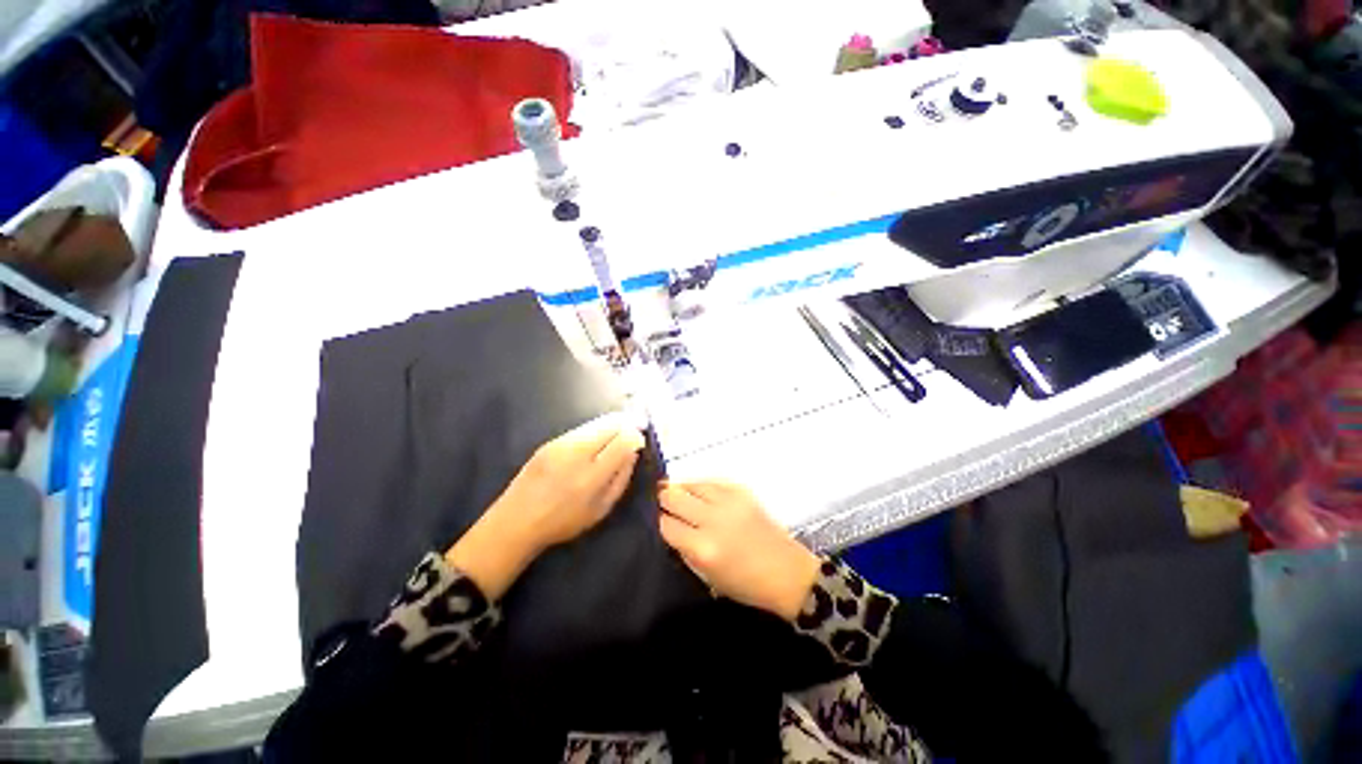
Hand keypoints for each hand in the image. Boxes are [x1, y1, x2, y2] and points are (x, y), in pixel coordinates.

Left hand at [447, 412, 644, 597]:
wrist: (516, 521)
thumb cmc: (563, 522)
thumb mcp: (600, 510)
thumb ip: (621, 479)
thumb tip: (632, 453)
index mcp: (591, 476)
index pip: (623, 442)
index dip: (636, 436)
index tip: (640, 440)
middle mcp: (577, 454)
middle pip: (610, 425)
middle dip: (628, 422)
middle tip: (638, 424)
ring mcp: (561, 444)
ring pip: (596, 422)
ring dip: (613, 422)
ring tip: (622, 427)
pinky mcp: (550, 441)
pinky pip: (582, 428)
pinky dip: (597, 428)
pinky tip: (599, 436)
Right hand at [658, 481, 819, 620]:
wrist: (786, 571)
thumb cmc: (746, 584)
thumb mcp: (707, 575)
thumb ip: (684, 549)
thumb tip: (668, 526)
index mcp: (702, 548)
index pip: (665, 524)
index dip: (657, 521)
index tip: (655, 520)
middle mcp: (712, 519)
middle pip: (673, 497)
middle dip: (663, 500)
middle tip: (661, 503)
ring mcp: (728, 501)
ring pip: (690, 484)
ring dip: (680, 489)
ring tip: (676, 493)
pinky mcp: (740, 490)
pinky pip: (710, 481)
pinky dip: (700, 486)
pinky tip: (697, 491)